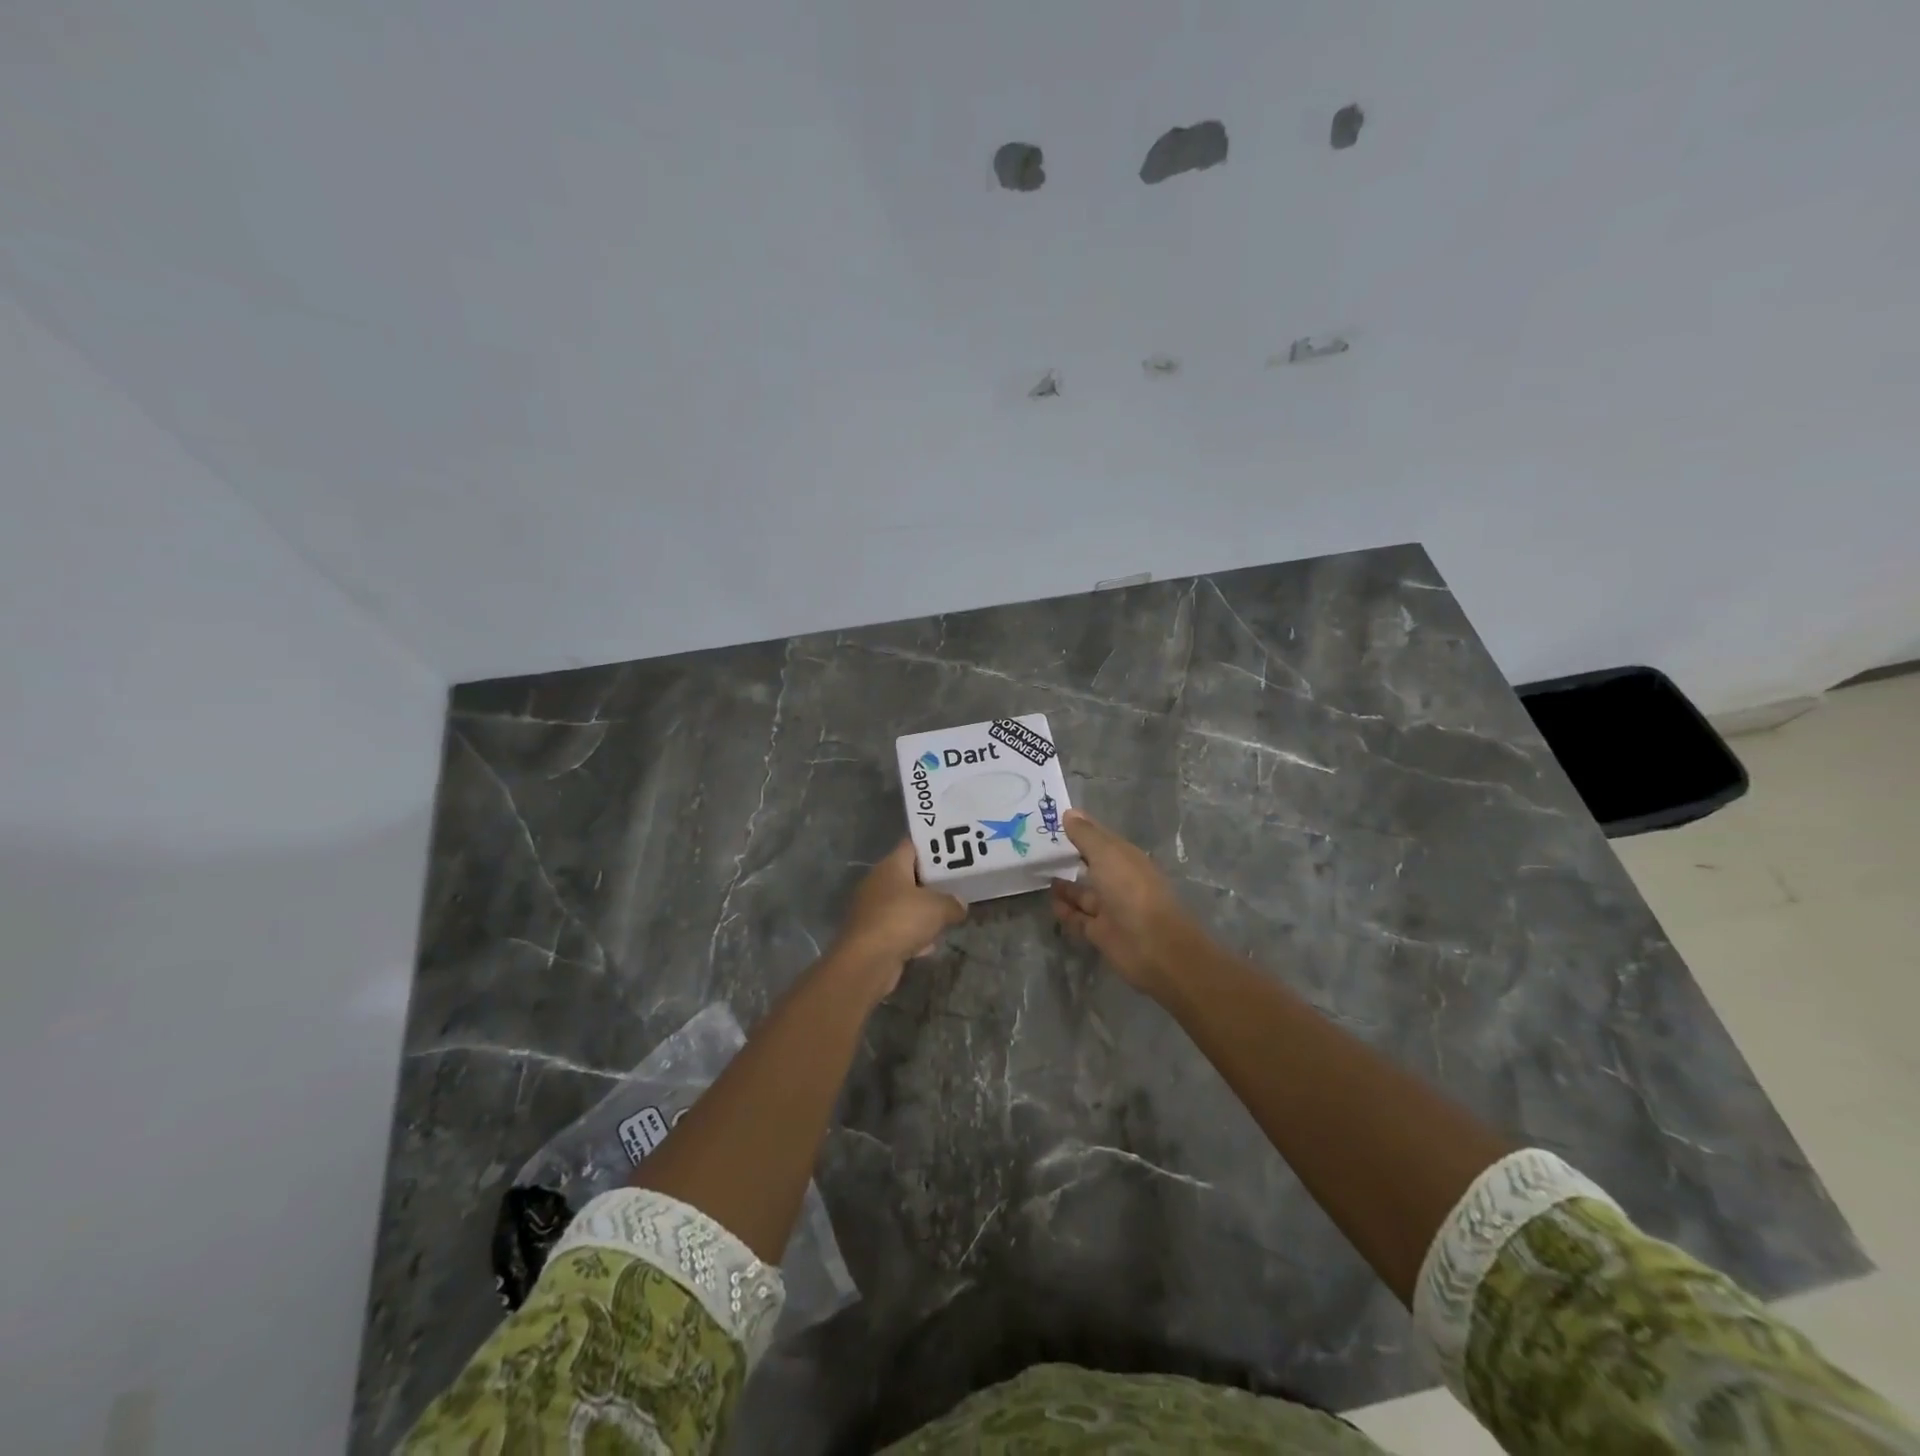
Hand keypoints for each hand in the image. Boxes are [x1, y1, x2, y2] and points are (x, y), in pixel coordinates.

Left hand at [830, 840, 966, 996]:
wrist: (866, 962)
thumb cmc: (901, 920)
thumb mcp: (938, 908)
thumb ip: (953, 902)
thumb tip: (960, 904)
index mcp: (891, 866)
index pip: (912, 845)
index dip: (933, 845)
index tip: (954, 849)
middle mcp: (878, 883)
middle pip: (908, 875)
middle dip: (932, 881)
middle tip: (956, 882)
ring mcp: (873, 910)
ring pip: (904, 904)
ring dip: (923, 911)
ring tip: (948, 913)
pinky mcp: (872, 936)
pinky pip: (898, 929)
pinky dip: (913, 935)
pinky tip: (930, 944)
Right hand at [1050, 810, 1199, 997]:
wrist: (1153, 945)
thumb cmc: (1131, 890)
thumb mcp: (1107, 854)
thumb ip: (1086, 834)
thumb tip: (1069, 812)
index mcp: (1125, 857)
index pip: (1099, 838)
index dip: (1079, 829)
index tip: (1052, 819)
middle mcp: (1118, 880)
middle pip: (1091, 865)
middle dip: (1070, 857)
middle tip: (1038, 848)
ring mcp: (1110, 908)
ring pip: (1083, 893)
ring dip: (1065, 886)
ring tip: (1039, 875)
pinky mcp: (1101, 932)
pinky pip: (1078, 918)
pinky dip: (1065, 911)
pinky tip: (1050, 903)